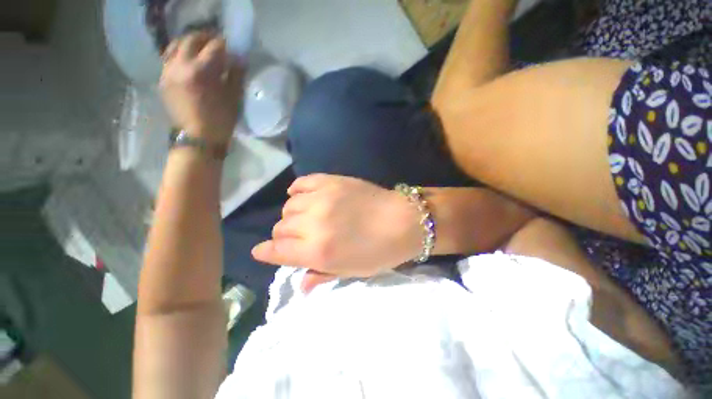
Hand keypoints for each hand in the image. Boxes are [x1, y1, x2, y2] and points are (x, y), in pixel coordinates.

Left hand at [160, 31, 242, 144]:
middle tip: (216, 43)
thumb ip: (235, 75)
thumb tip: (238, 59)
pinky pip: (169, 58)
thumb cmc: (221, 120)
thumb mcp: (234, 99)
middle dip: (205, 38)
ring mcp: (168, 72)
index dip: (225, 44)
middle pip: (191, 39)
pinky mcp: (163, 79)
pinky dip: (179, 54)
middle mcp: (181, 66)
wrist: (198, 138)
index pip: (214, 47)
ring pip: (176, 45)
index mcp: (201, 72)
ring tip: (200, 49)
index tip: (232, 47)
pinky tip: (188, 61)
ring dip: (190, 43)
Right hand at [252, 174, 422, 292]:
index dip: (266, 252)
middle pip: (281, 228)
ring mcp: (322, 198)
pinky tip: (302, 196)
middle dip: (284, 236)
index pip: (277, 251)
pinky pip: (302, 183)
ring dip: (293, 215)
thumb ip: (322, 275)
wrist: (402, 220)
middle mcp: (314, 224)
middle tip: (298, 237)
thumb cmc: (380, 251)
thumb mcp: (351, 271)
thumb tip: (300, 286)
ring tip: (306, 217)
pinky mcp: (331, 181)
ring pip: (289, 206)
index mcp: (318, 251)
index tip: (263, 251)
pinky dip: (297, 190)